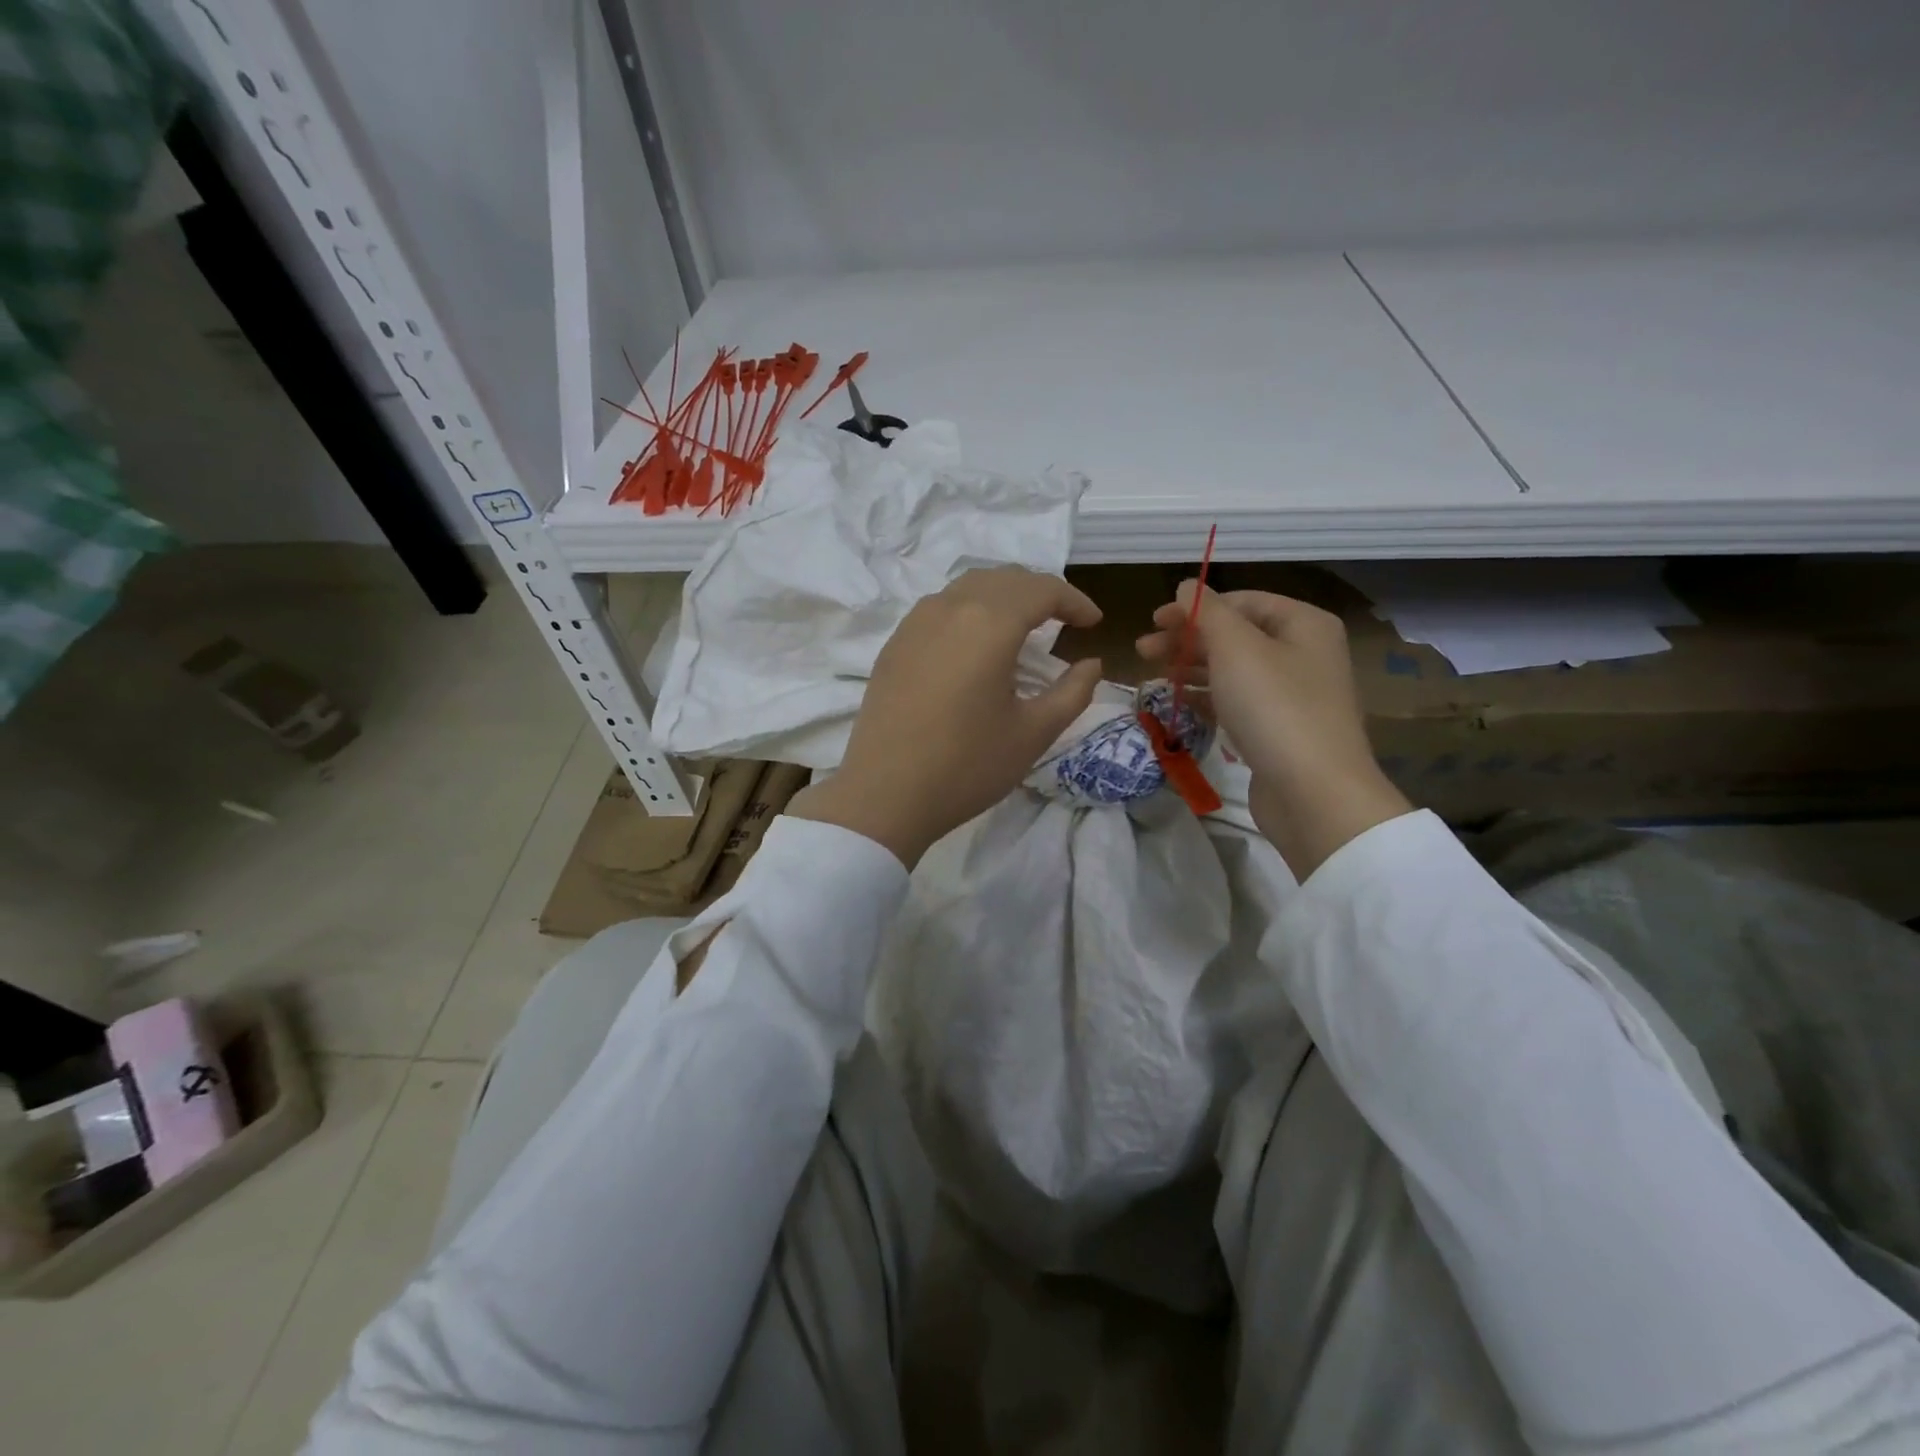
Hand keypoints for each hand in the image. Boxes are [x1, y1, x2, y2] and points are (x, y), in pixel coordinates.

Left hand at [788, 567, 1104, 867]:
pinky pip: (940, 607)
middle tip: (1063, 621)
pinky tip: (975, 643)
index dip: (1074, 601)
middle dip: (1040, 592)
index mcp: (989, 624)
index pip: (1042, 590)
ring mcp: (915, 622)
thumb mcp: (1034, 733)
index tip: (1094, 624)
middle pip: (1004, 579)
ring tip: (1022, 626)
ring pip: (968, 587)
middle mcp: (950, 608)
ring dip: (1003, 596)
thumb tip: (1091, 665)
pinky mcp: (894, 643)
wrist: (885, 795)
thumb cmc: (967, 766)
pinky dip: (969, 610)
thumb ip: (1073, 692)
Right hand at [1138, 583, 1410, 877]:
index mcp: (1303, 624)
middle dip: (1186, 639)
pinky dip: (1207, 697)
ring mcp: (1293, 694)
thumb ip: (1207, 612)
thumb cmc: (1274, 707)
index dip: (1195, 606)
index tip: (1154, 619)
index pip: (1242, 601)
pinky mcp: (1279, 730)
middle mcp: (1303, 653)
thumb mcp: (1236, 648)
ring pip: (1233, 670)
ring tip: (1152, 678)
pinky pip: (1237, 702)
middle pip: (1235, 635)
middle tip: (1142, 650)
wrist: (1313, 792)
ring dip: (1191, 668)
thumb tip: (1187, 585)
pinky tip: (1179, 703)